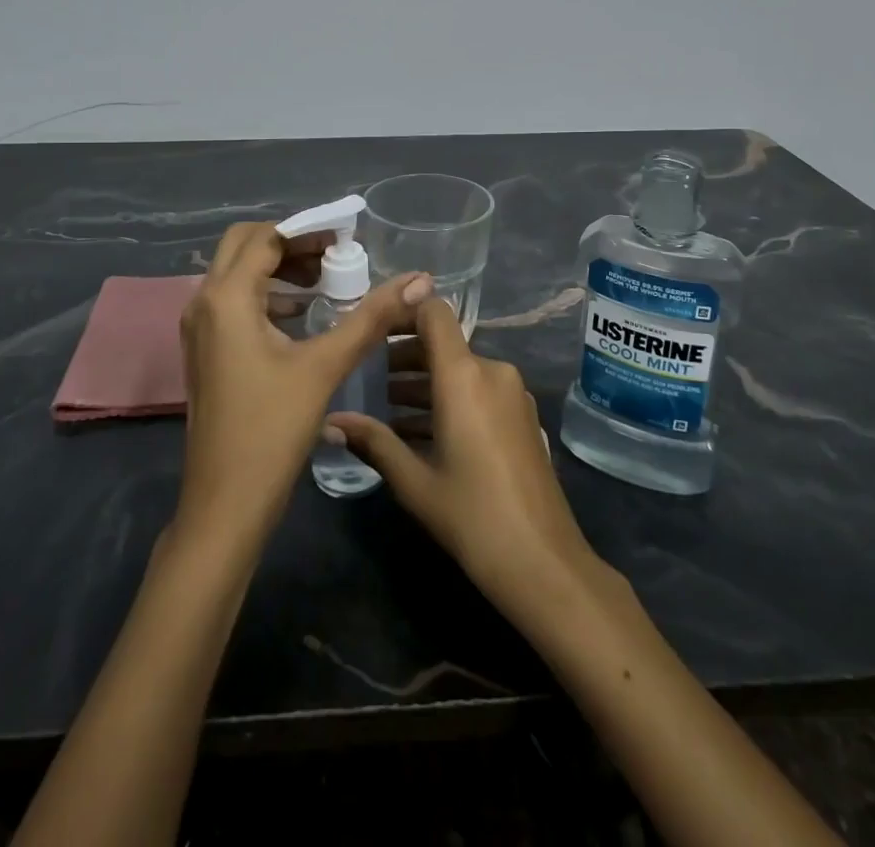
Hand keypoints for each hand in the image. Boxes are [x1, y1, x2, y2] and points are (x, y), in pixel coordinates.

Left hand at [176, 222, 430, 539]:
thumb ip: (371, 317)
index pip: (266, 237)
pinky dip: (266, 295)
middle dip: (290, 243)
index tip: (348, 235)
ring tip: (327, 282)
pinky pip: (234, 302)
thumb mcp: (325, 366)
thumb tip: (419, 280)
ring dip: (278, 269)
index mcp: (226, 297)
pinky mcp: (205, 350)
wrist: (225, 503)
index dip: (308, 230)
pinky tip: (304, 316)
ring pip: (237, 274)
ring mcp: (199, 328)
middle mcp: (203, 302)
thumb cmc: (272, 429)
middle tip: (335, 254)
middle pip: (245, 246)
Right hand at [327, 298, 601, 609]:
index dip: (403, 312)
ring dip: (426, 382)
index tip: (372, 327)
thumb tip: (331, 420)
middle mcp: (492, 372)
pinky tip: (422, 431)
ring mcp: (512, 394)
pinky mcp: (523, 416)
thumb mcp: (414, 481)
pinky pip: (479, 391)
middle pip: (444, 344)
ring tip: (388, 407)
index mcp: (464, 375)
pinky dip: (451, 399)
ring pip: (461, 370)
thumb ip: (373, 442)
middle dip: (405, 356)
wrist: (543, 562)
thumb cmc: (472, 516)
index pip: (434, 314)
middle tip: (369, 376)